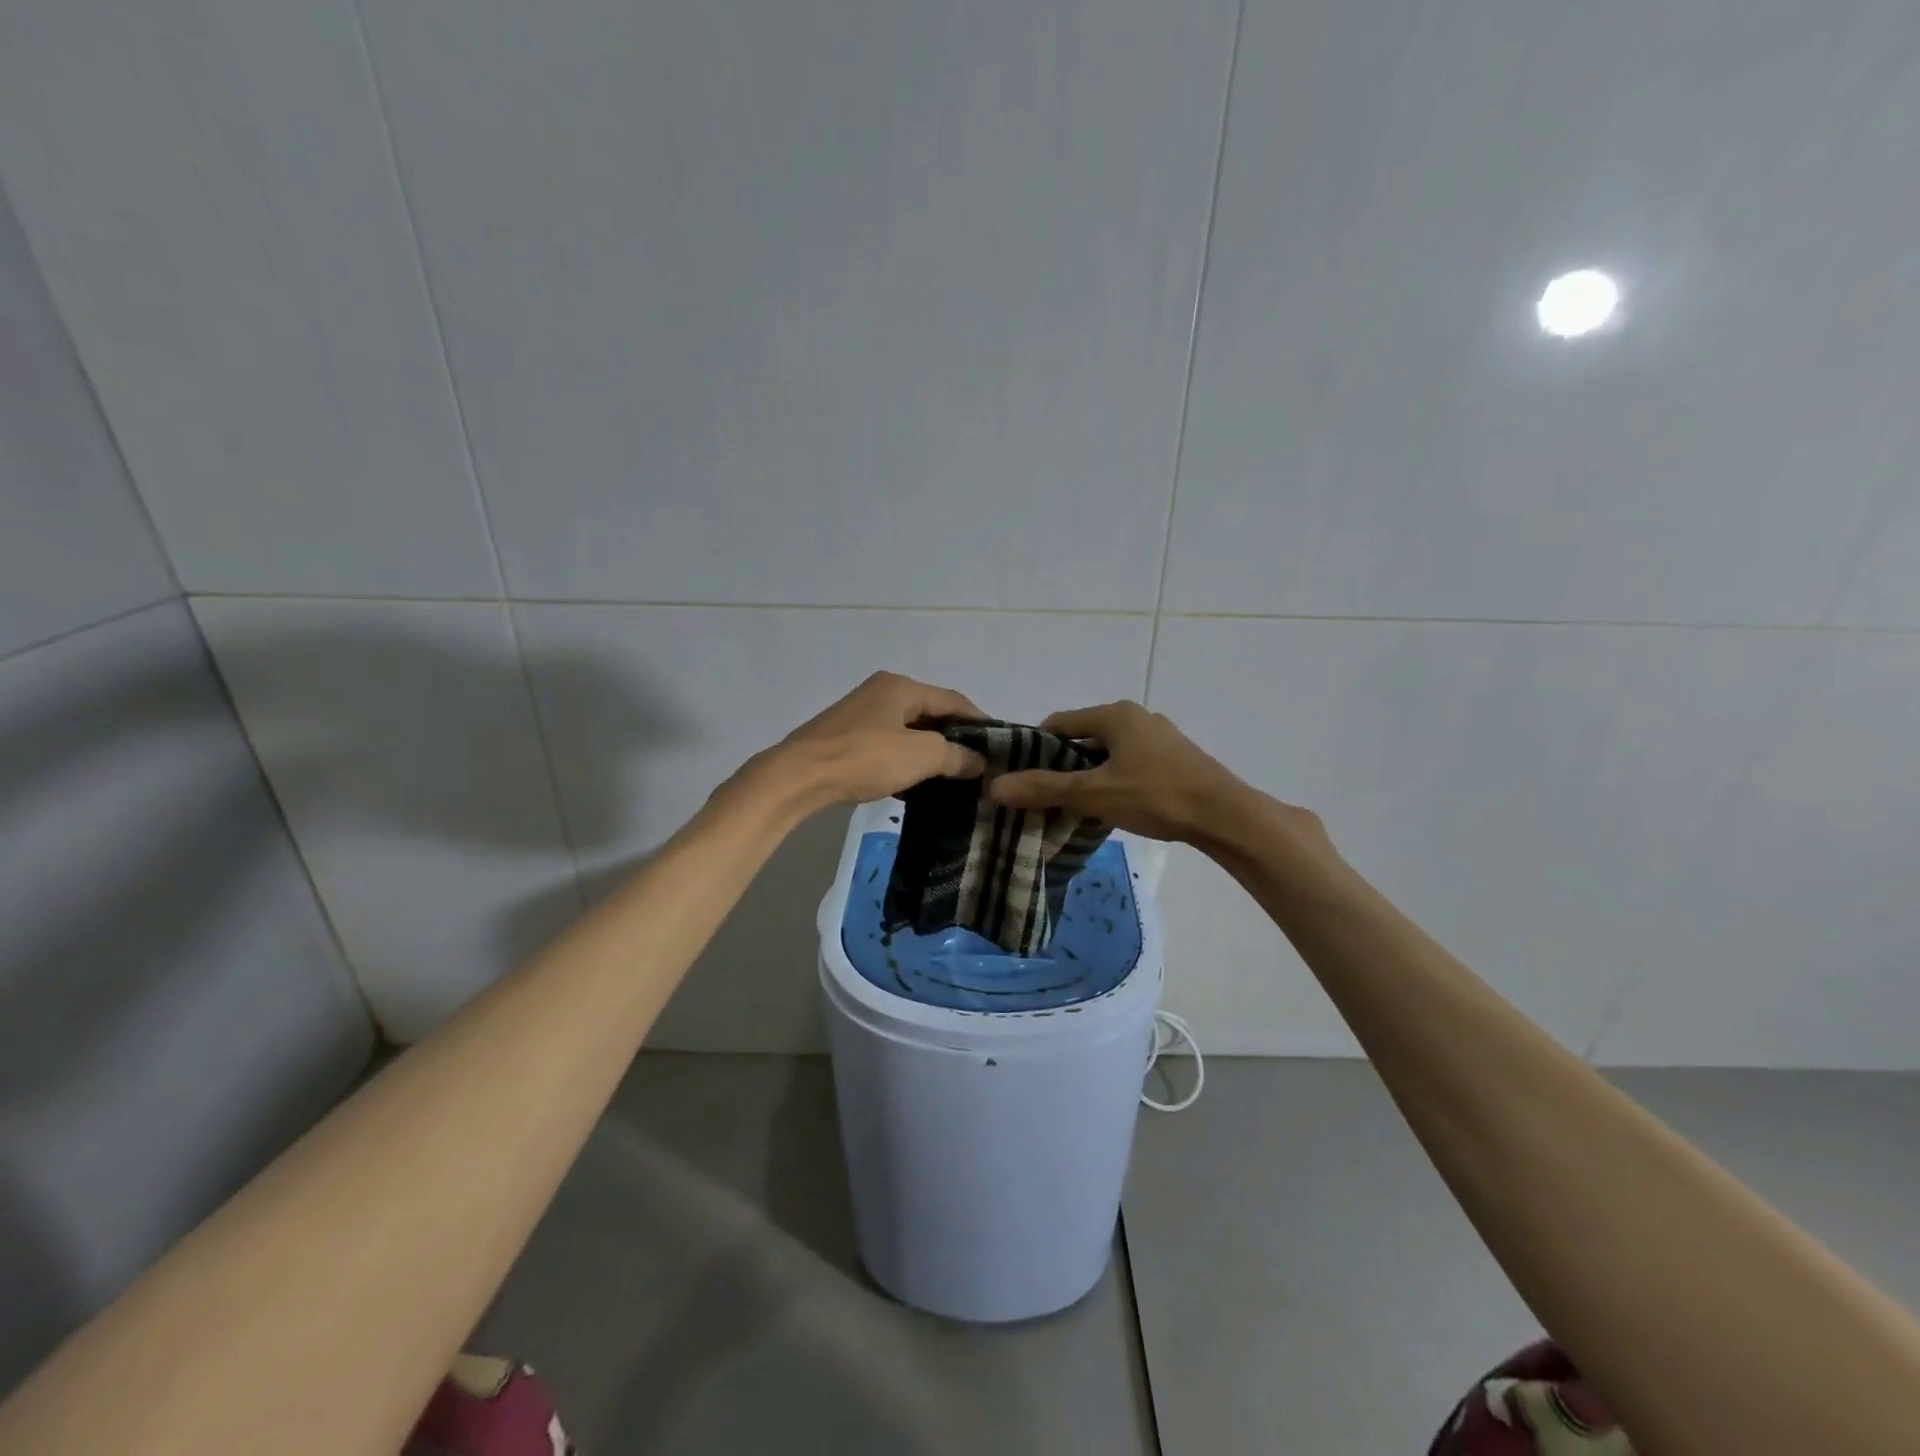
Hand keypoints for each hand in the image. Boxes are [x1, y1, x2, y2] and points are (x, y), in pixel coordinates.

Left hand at [772, 671, 986, 807]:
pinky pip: (887, 747)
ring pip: (907, 732)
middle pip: (930, 714)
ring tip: (952, 778)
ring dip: (929, 753)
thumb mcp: (921, 755)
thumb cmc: (865, 757)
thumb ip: (955, 755)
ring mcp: (859, 715)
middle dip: (955, 738)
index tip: (1000, 745)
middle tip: (977, 763)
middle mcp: (881, 693)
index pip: (953, 699)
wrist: (798, 777)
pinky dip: (905, 762)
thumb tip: (978, 760)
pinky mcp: (844, 739)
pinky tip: (914, 786)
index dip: (980, 721)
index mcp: (901, 687)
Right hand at [987, 701, 1260, 844]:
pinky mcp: (1176, 758)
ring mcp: (1160, 737)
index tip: (1022, 777)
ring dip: (1089, 774)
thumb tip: (994, 787)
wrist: (1225, 816)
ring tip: (1077, 805)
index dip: (1035, 748)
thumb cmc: (1156, 796)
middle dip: (1063, 765)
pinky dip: (1114, 779)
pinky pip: (1131, 763)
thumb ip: (1045, 788)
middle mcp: (1137, 717)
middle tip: (1046, 796)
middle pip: (1083, 737)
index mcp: (1115, 714)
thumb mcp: (1093, 793)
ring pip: (1109, 753)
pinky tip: (1115, 806)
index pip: (1058, 723)